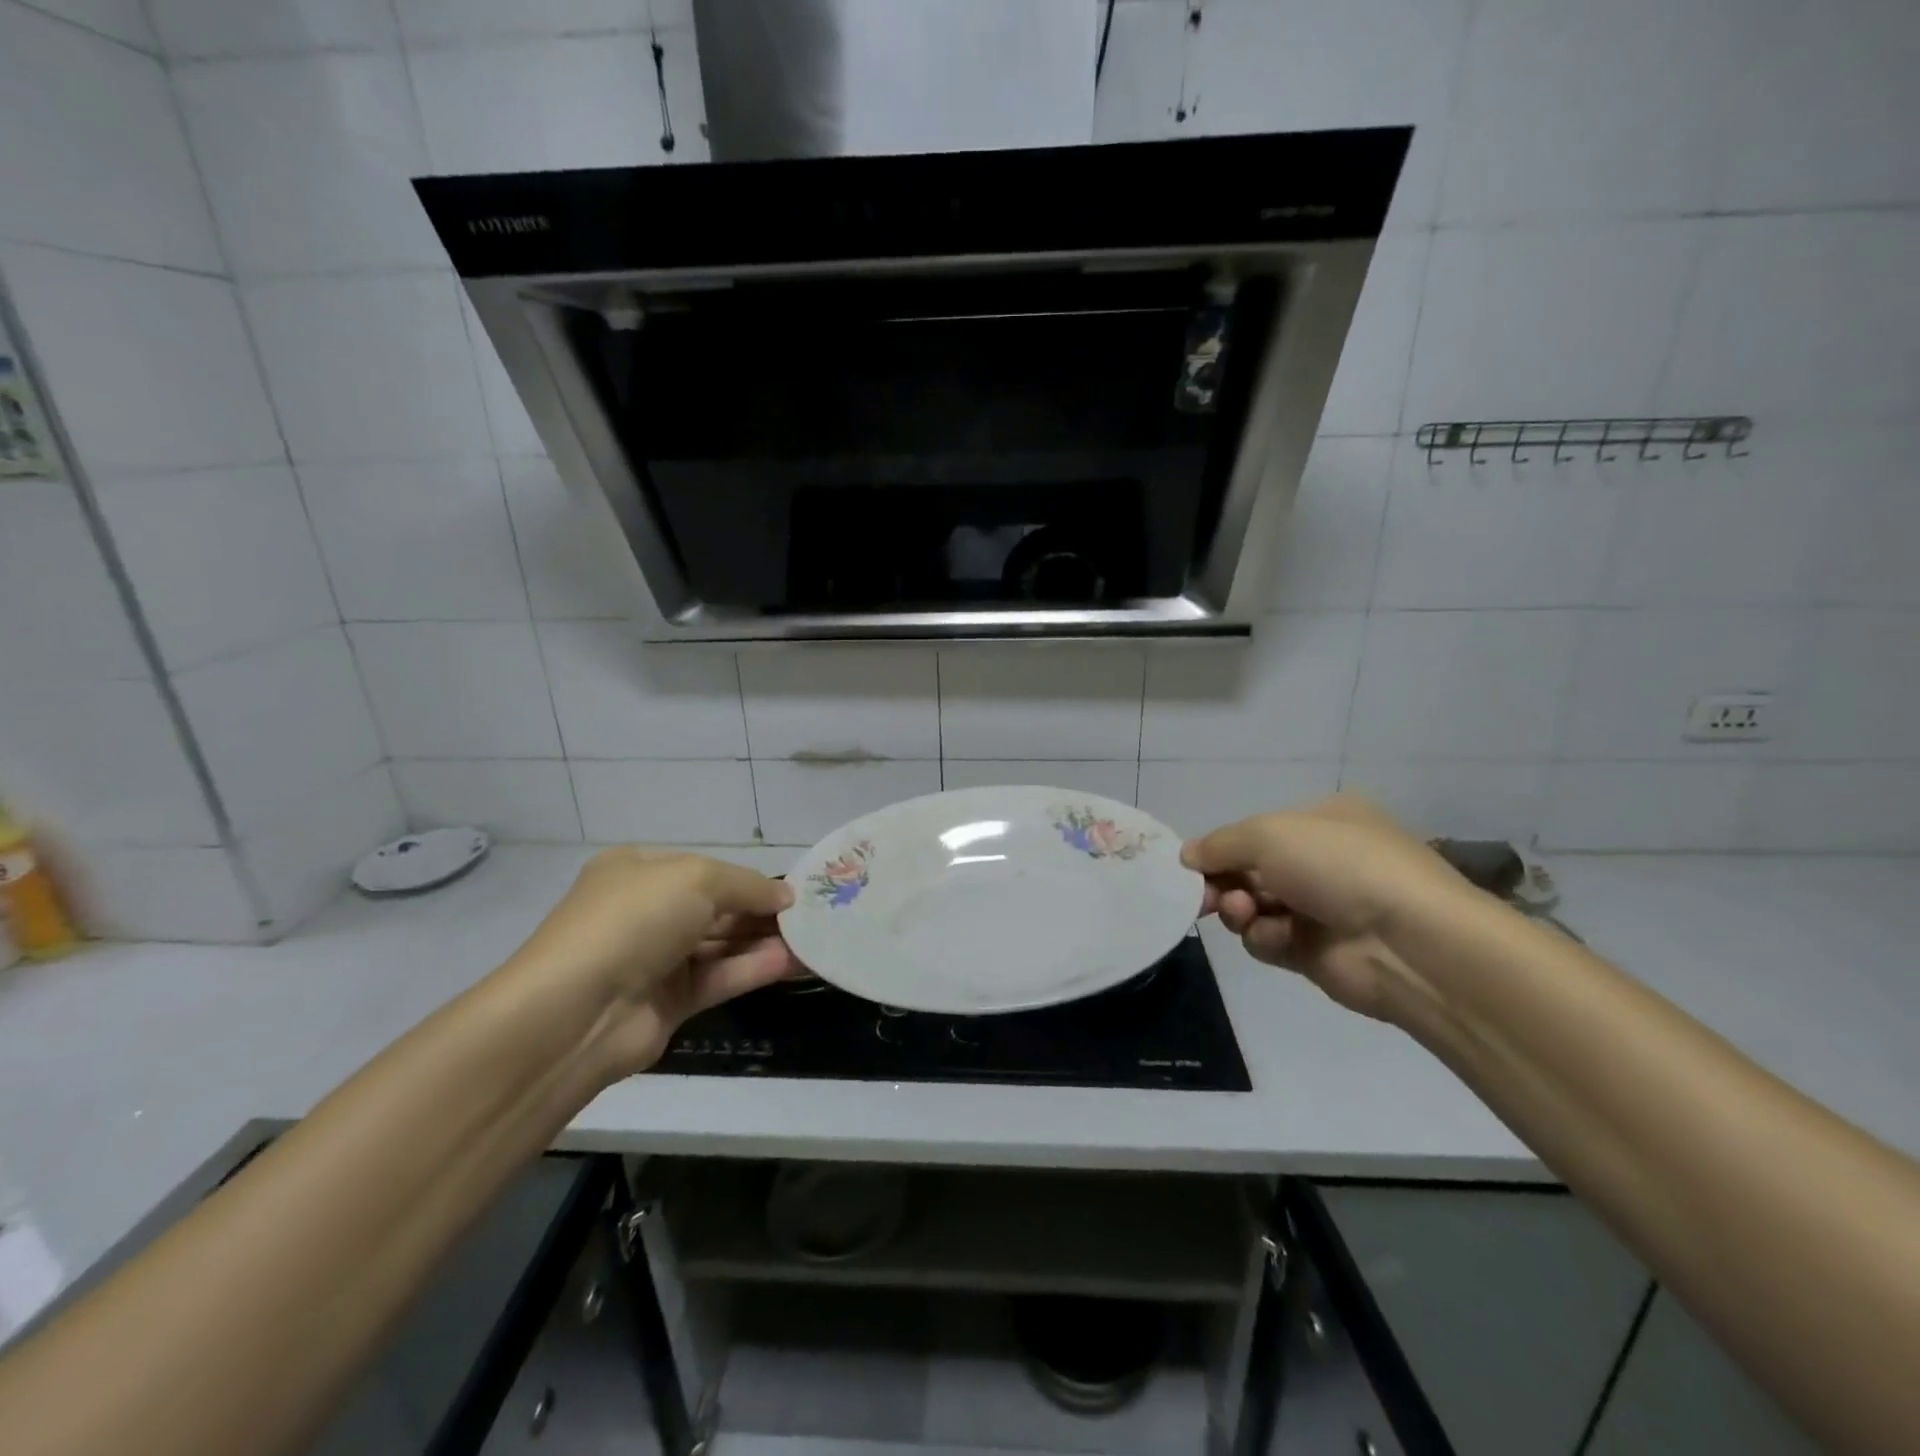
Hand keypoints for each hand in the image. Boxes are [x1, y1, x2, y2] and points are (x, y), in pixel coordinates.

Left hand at [505, 848, 798, 1074]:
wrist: (576, 1011)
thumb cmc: (635, 920)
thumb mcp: (697, 879)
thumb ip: (747, 885)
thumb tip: (786, 897)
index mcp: (638, 872)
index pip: (704, 870)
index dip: (747, 878)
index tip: (790, 889)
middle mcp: (646, 912)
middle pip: (716, 908)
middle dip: (761, 911)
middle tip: (811, 916)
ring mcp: (655, 959)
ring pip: (721, 945)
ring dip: (763, 940)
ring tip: (813, 939)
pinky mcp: (668, 1002)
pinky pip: (719, 977)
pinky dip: (753, 968)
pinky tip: (791, 963)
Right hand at [1181, 795, 1468, 1021]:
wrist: (1408, 941)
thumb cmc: (1338, 865)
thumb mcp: (1267, 834)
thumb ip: (1219, 844)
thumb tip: (1186, 856)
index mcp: (1323, 821)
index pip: (1257, 832)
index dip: (1222, 848)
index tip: (1193, 865)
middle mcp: (1323, 861)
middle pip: (1250, 870)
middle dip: (1224, 881)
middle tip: (1205, 896)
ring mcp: (1321, 908)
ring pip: (1253, 906)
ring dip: (1239, 909)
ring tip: (1243, 912)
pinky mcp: (1317, 952)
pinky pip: (1269, 940)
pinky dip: (1264, 937)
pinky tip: (1278, 936)